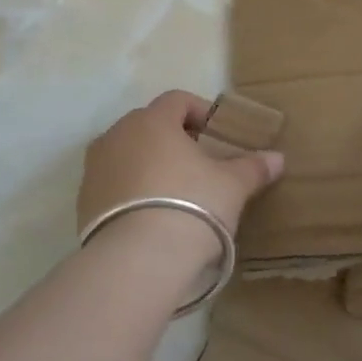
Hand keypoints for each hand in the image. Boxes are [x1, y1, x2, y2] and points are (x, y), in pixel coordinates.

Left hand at [78, 90, 284, 238]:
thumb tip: (277, 158)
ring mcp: (95, 168)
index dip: (200, 111)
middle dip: (174, 138)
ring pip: (127, 153)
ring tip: (174, 190)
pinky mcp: (84, 201)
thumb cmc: (192, 206)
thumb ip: (253, 167)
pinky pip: (113, 183)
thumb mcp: (232, 186)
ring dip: (149, 163)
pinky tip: (150, 215)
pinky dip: (131, 189)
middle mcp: (117, 135)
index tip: (218, 133)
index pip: (177, 100)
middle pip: (149, 125)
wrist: (138, 260)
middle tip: (199, 162)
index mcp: (152, 121)